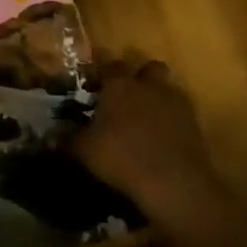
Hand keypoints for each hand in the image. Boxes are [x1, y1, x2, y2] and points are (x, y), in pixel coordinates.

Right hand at [71, 54, 226, 234]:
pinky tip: (162, 139)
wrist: (173, 182)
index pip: (110, 65)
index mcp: (119, 84)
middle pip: (148, 68)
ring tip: (145, 119)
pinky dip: (172, 120)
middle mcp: (148, 85)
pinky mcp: (194, 123)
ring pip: (167, 88)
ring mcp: (175, 102)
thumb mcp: (85, 150)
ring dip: (158, 97)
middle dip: (139, 77)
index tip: (94, 86)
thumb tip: (52, 135)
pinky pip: (180, 113)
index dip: (102, 73)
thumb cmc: (121, 157)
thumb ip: (68, 139)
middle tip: (126, 97)